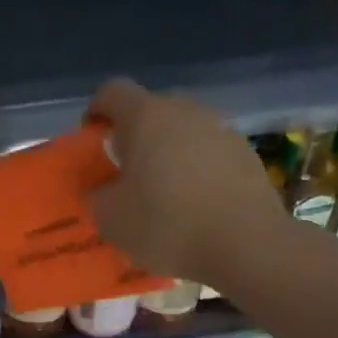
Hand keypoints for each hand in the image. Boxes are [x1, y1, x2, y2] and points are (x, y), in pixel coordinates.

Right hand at [86, 79, 287, 283]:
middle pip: (151, 109)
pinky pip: (209, 152)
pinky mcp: (247, 154)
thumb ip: (98, 193)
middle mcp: (185, 111)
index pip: (111, 92)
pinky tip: (194, 203)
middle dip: (134, 135)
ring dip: (168, 152)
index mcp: (146, 116)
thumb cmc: (167, 225)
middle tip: (124, 171)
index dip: (96, 112)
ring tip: (161, 190)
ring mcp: (221, 129)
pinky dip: (196, 169)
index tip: (91, 140)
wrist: (246, 245)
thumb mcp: (110, 218)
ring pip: (183, 131)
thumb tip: (104, 187)